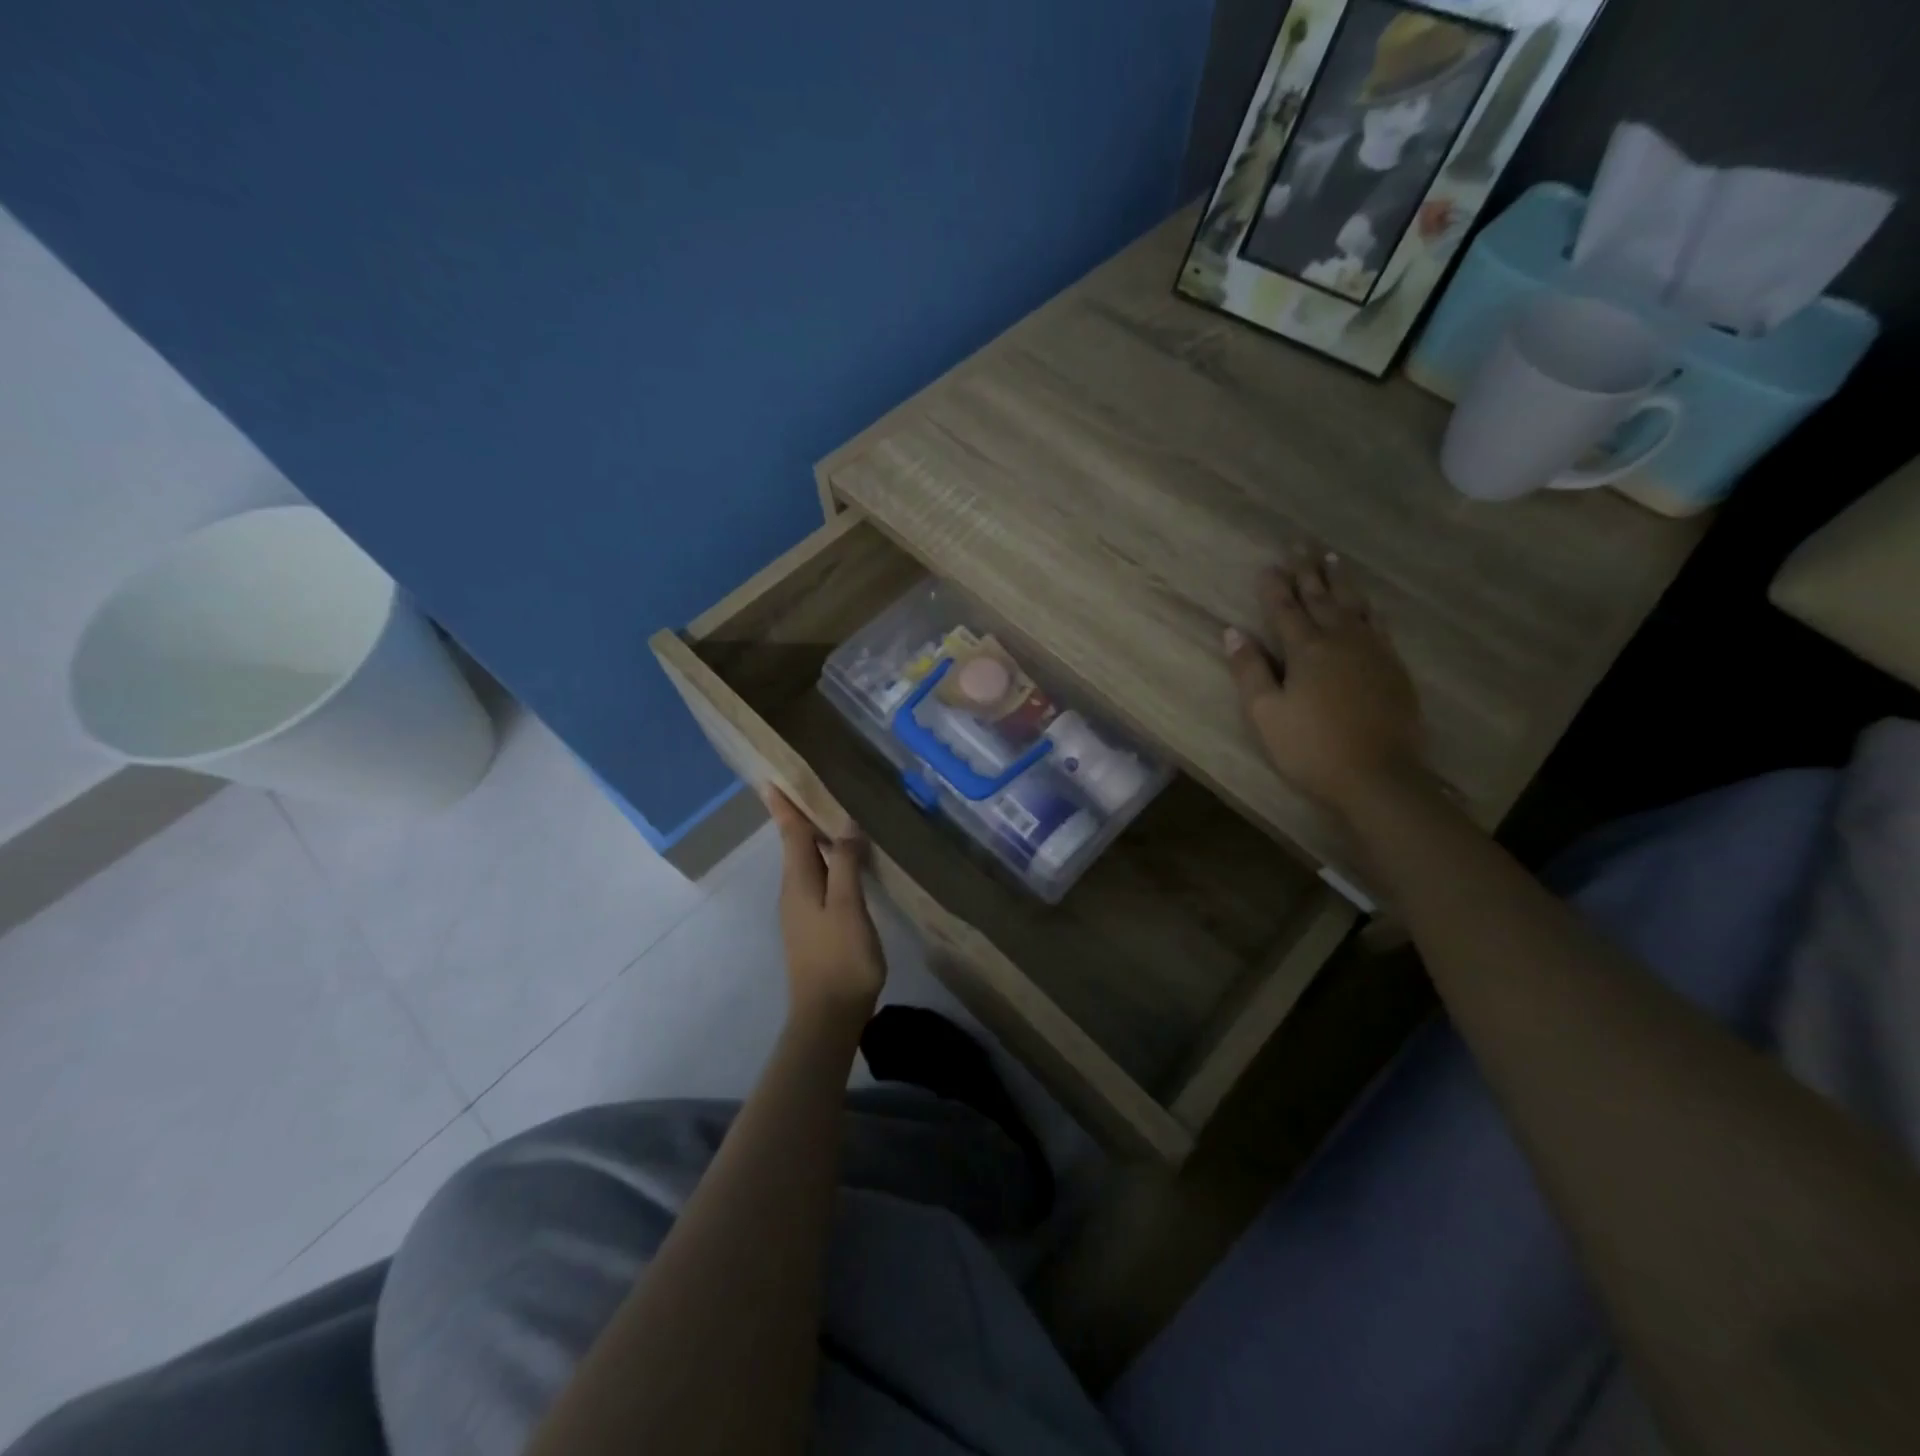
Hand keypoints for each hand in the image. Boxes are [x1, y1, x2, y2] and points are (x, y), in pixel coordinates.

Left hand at [766, 788, 885, 1025]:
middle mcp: (794, 891)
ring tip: (831, 817)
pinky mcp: (813, 927)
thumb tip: (845, 826)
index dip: (784, 806)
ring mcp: (801, 911)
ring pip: (805, 864)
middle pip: (794, 845)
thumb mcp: (847, 906)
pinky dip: (826, 862)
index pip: (791, 833)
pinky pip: (816, 881)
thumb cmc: (840, 957)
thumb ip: (845, 864)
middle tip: (810, 788)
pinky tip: (843, 863)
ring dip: (813, 839)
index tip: (771, 780)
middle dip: (799, 817)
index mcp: (799, 881)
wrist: (827, 1016)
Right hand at [1224, 551, 1423, 819]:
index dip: (1274, 587)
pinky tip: (1367, 604)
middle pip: (1321, 598)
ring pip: (1353, 605)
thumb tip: (1232, 632)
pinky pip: (1379, 624)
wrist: (1378, 775)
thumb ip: (1249, 670)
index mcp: (1305, 649)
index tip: (1267, 565)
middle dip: (1308, 571)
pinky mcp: (1393, 666)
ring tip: (1332, 559)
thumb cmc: (1311, 747)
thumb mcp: (1266, 713)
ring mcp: (1372, 650)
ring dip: (1340, 581)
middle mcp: (1340, 639)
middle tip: (1302, 544)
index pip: (1284, 609)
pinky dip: (1368, 607)